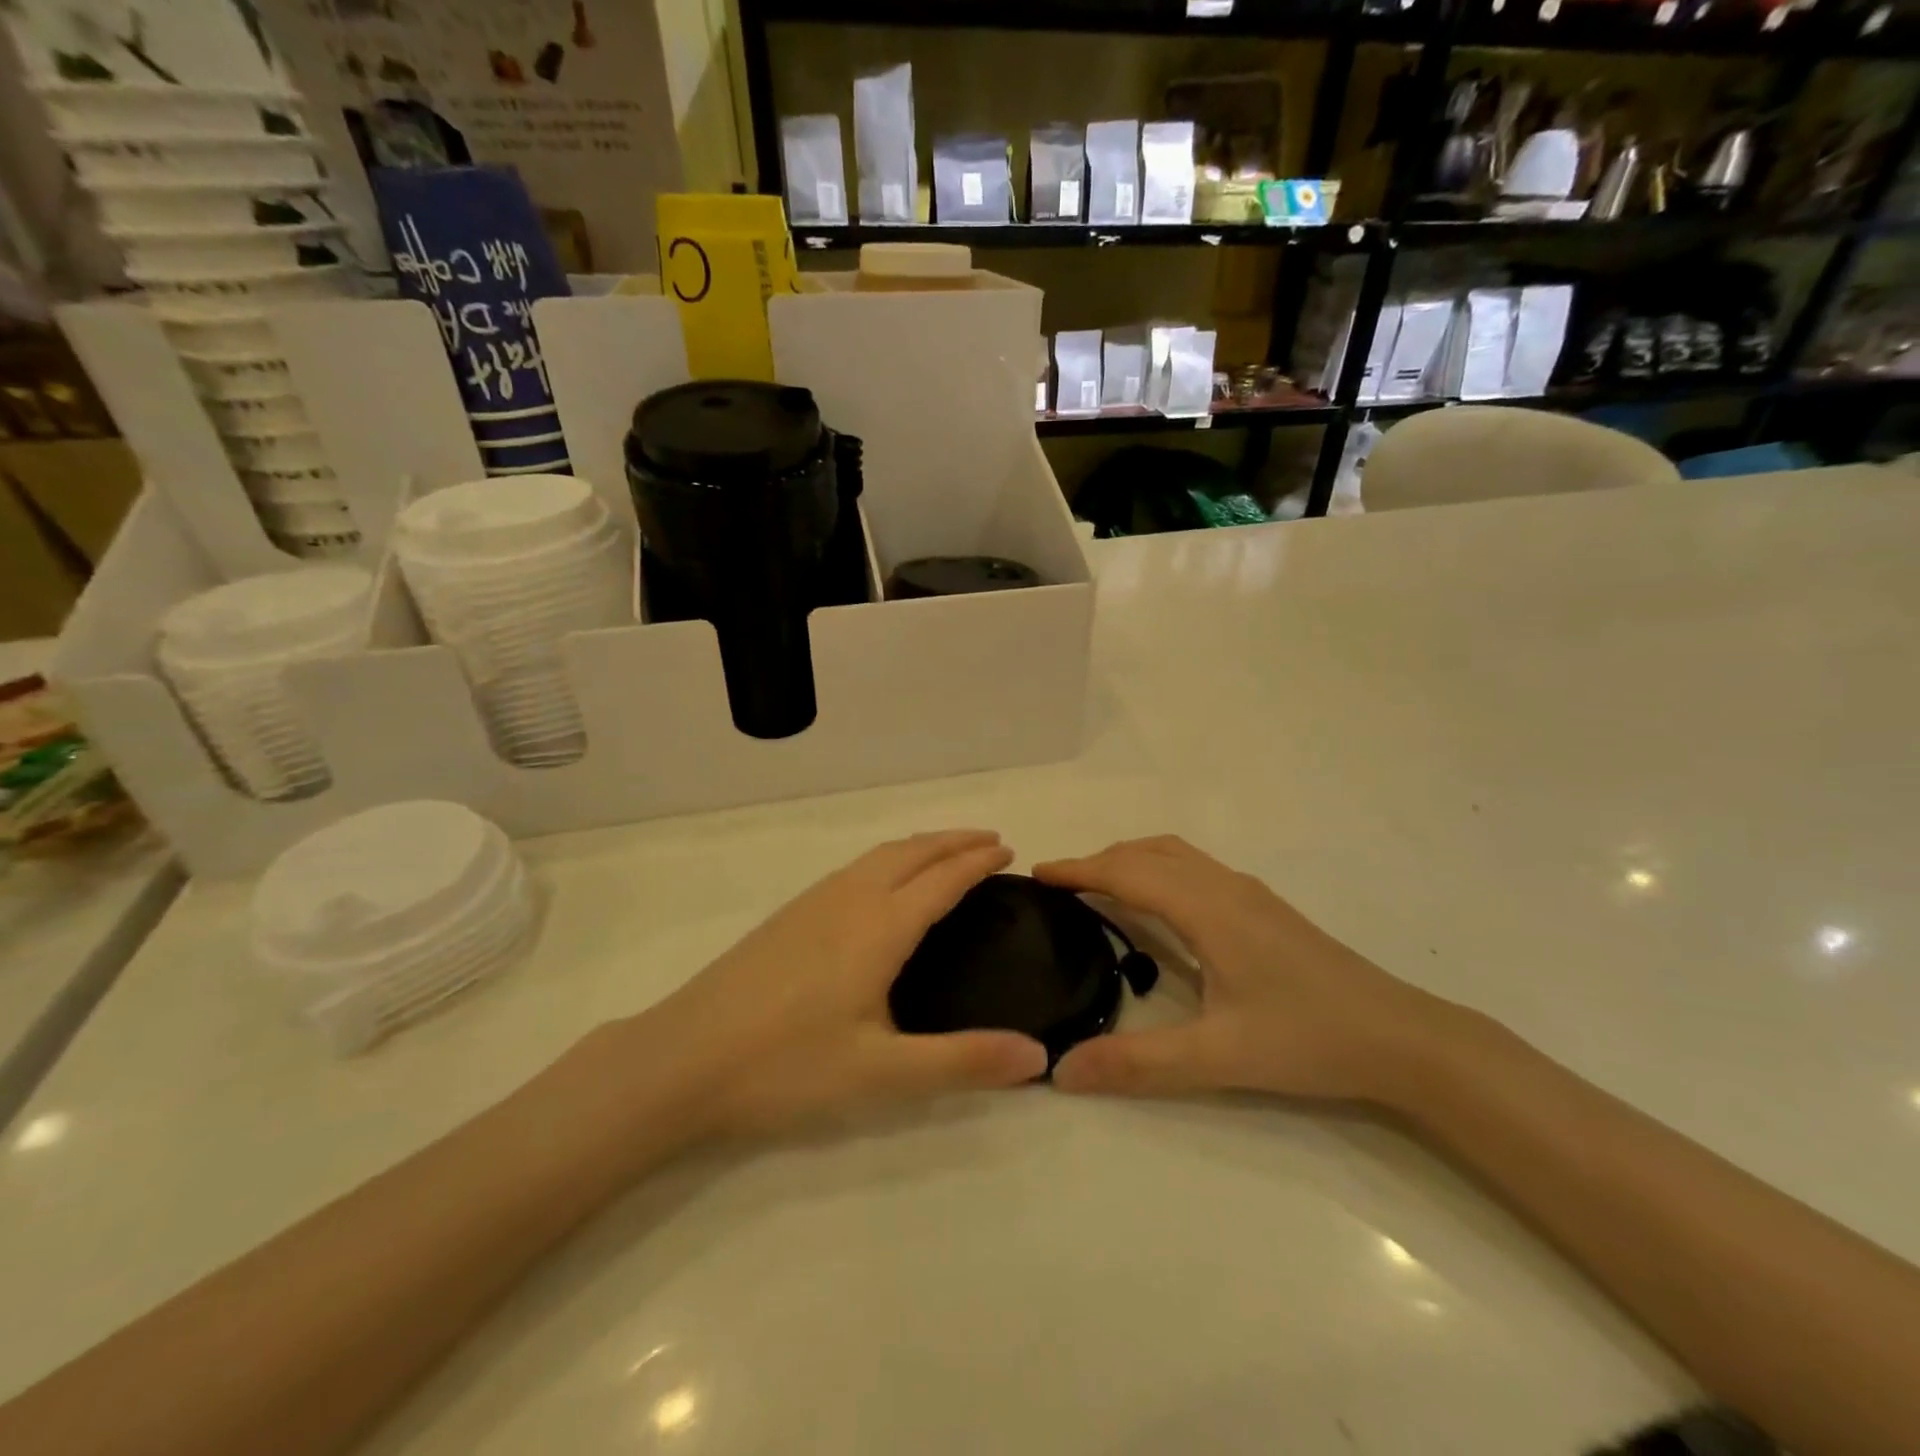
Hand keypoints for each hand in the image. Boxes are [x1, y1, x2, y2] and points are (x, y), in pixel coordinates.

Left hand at [655, 830, 1048, 1136]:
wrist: (680, 1059)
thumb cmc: (786, 1066)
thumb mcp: (883, 1073)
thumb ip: (963, 1062)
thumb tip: (1039, 1055)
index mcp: (879, 926)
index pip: (942, 879)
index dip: (978, 862)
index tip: (1008, 851)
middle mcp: (849, 900)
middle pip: (912, 852)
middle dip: (953, 841)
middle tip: (989, 841)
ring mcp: (812, 903)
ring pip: (879, 856)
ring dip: (920, 846)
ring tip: (945, 854)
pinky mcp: (788, 916)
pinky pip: (854, 868)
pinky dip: (888, 859)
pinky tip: (881, 885)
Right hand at [1034, 836, 1450, 1103]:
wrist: (1403, 1038)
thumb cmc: (1309, 1039)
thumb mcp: (1219, 1058)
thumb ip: (1138, 1064)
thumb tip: (1061, 1070)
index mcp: (1208, 909)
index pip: (1128, 872)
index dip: (1079, 869)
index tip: (1037, 874)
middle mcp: (1225, 887)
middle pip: (1150, 852)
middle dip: (1100, 860)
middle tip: (1061, 888)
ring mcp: (1250, 894)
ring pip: (1176, 855)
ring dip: (1131, 860)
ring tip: (1100, 889)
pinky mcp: (1265, 908)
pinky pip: (1195, 869)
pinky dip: (1159, 869)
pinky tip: (1161, 907)